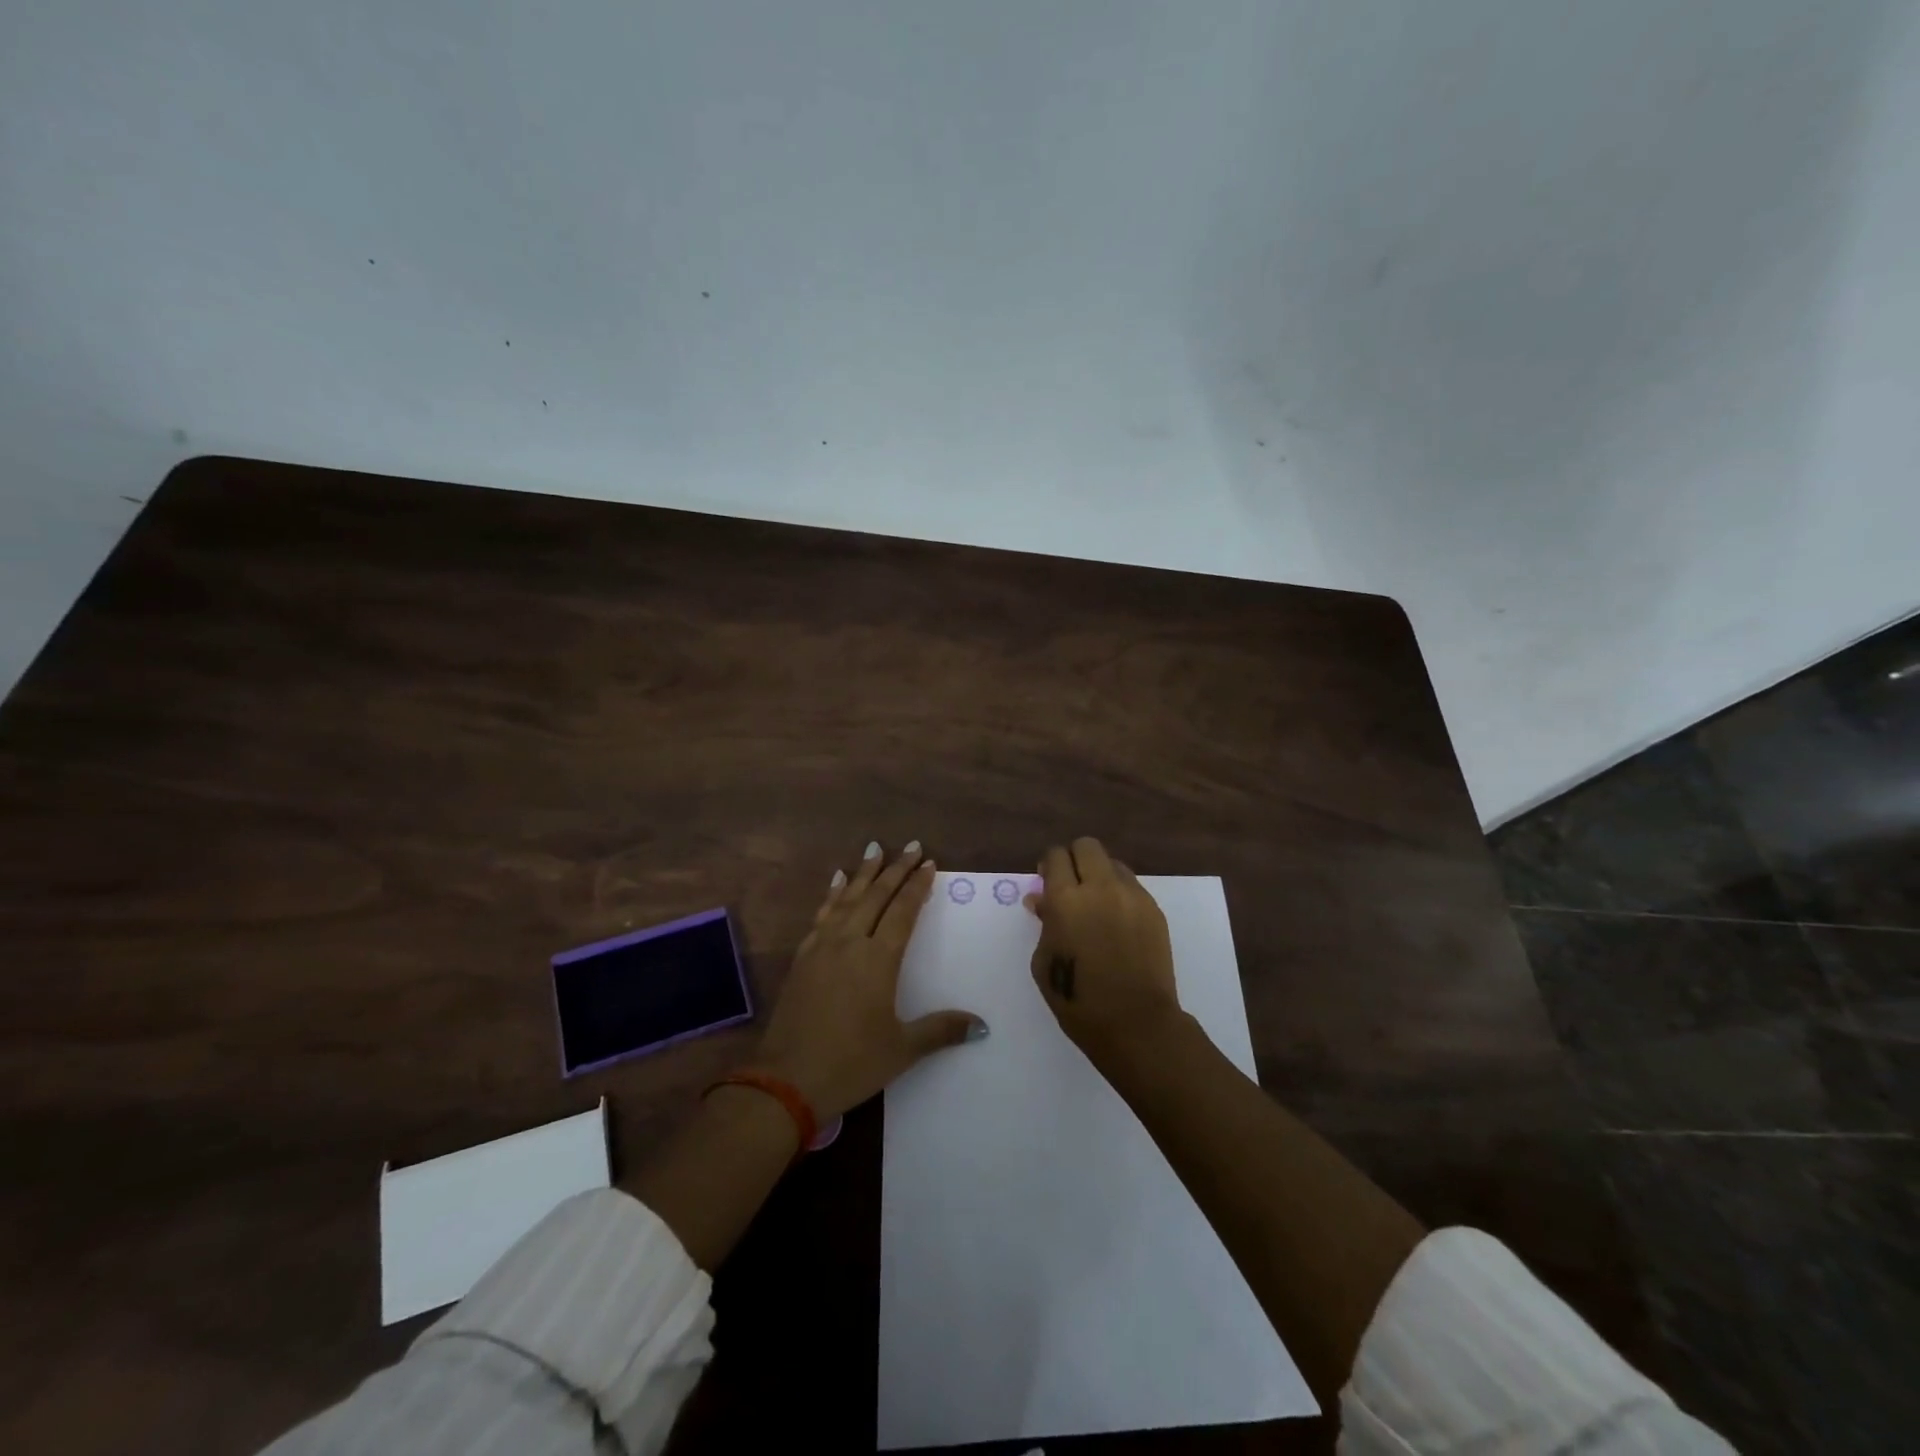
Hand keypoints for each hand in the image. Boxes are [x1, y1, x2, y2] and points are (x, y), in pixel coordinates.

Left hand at [755, 841, 985, 1120]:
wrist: (786, 1081)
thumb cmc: (851, 1063)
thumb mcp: (902, 1049)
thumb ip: (941, 1030)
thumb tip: (982, 1024)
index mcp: (878, 960)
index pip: (902, 912)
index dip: (917, 886)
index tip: (928, 863)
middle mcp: (850, 943)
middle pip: (876, 896)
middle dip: (895, 869)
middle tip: (910, 845)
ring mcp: (822, 948)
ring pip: (846, 899)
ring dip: (863, 874)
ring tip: (874, 850)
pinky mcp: (802, 958)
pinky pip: (822, 915)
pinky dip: (833, 895)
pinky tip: (836, 883)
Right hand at [1026, 836, 1182, 1062]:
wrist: (1135, 1022)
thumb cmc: (1077, 999)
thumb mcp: (1044, 962)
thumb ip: (1044, 923)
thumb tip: (1042, 900)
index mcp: (1066, 899)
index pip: (1055, 856)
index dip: (1048, 865)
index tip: (1046, 881)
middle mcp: (1100, 887)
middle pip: (1087, 846)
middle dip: (1075, 858)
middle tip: (1071, 884)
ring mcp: (1132, 896)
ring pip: (1113, 863)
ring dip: (1100, 875)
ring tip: (1097, 904)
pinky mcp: (1154, 910)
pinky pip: (1132, 886)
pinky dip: (1120, 894)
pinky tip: (1117, 923)